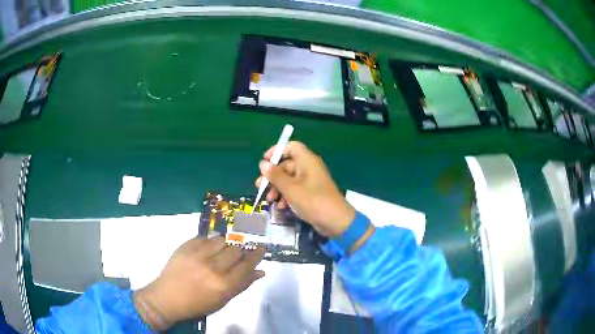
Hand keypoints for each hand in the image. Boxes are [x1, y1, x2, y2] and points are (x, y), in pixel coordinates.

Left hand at [133, 237, 264, 330]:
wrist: (167, 297)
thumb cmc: (197, 304)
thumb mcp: (223, 300)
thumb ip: (242, 285)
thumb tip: (261, 272)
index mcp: (224, 284)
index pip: (247, 264)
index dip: (257, 254)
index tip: (261, 248)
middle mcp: (213, 267)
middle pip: (236, 249)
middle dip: (241, 250)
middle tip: (239, 254)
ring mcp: (198, 254)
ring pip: (221, 239)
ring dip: (226, 244)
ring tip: (222, 251)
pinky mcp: (185, 246)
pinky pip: (204, 237)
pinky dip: (210, 242)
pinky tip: (207, 249)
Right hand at [255, 141, 355, 237]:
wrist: (335, 221)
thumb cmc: (312, 201)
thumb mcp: (290, 188)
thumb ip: (275, 175)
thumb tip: (263, 163)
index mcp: (306, 161)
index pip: (291, 147)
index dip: (277, 151)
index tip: (264, 162)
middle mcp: (309, 168)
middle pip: (286, 165)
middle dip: (272, 176)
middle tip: (259, 187)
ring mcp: (310, 181)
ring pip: (289, 179)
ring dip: (277, 188)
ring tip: (269, 200)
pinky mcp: (311, 193)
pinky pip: (295, 190)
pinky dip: (286, 196)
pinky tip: (281, 206)